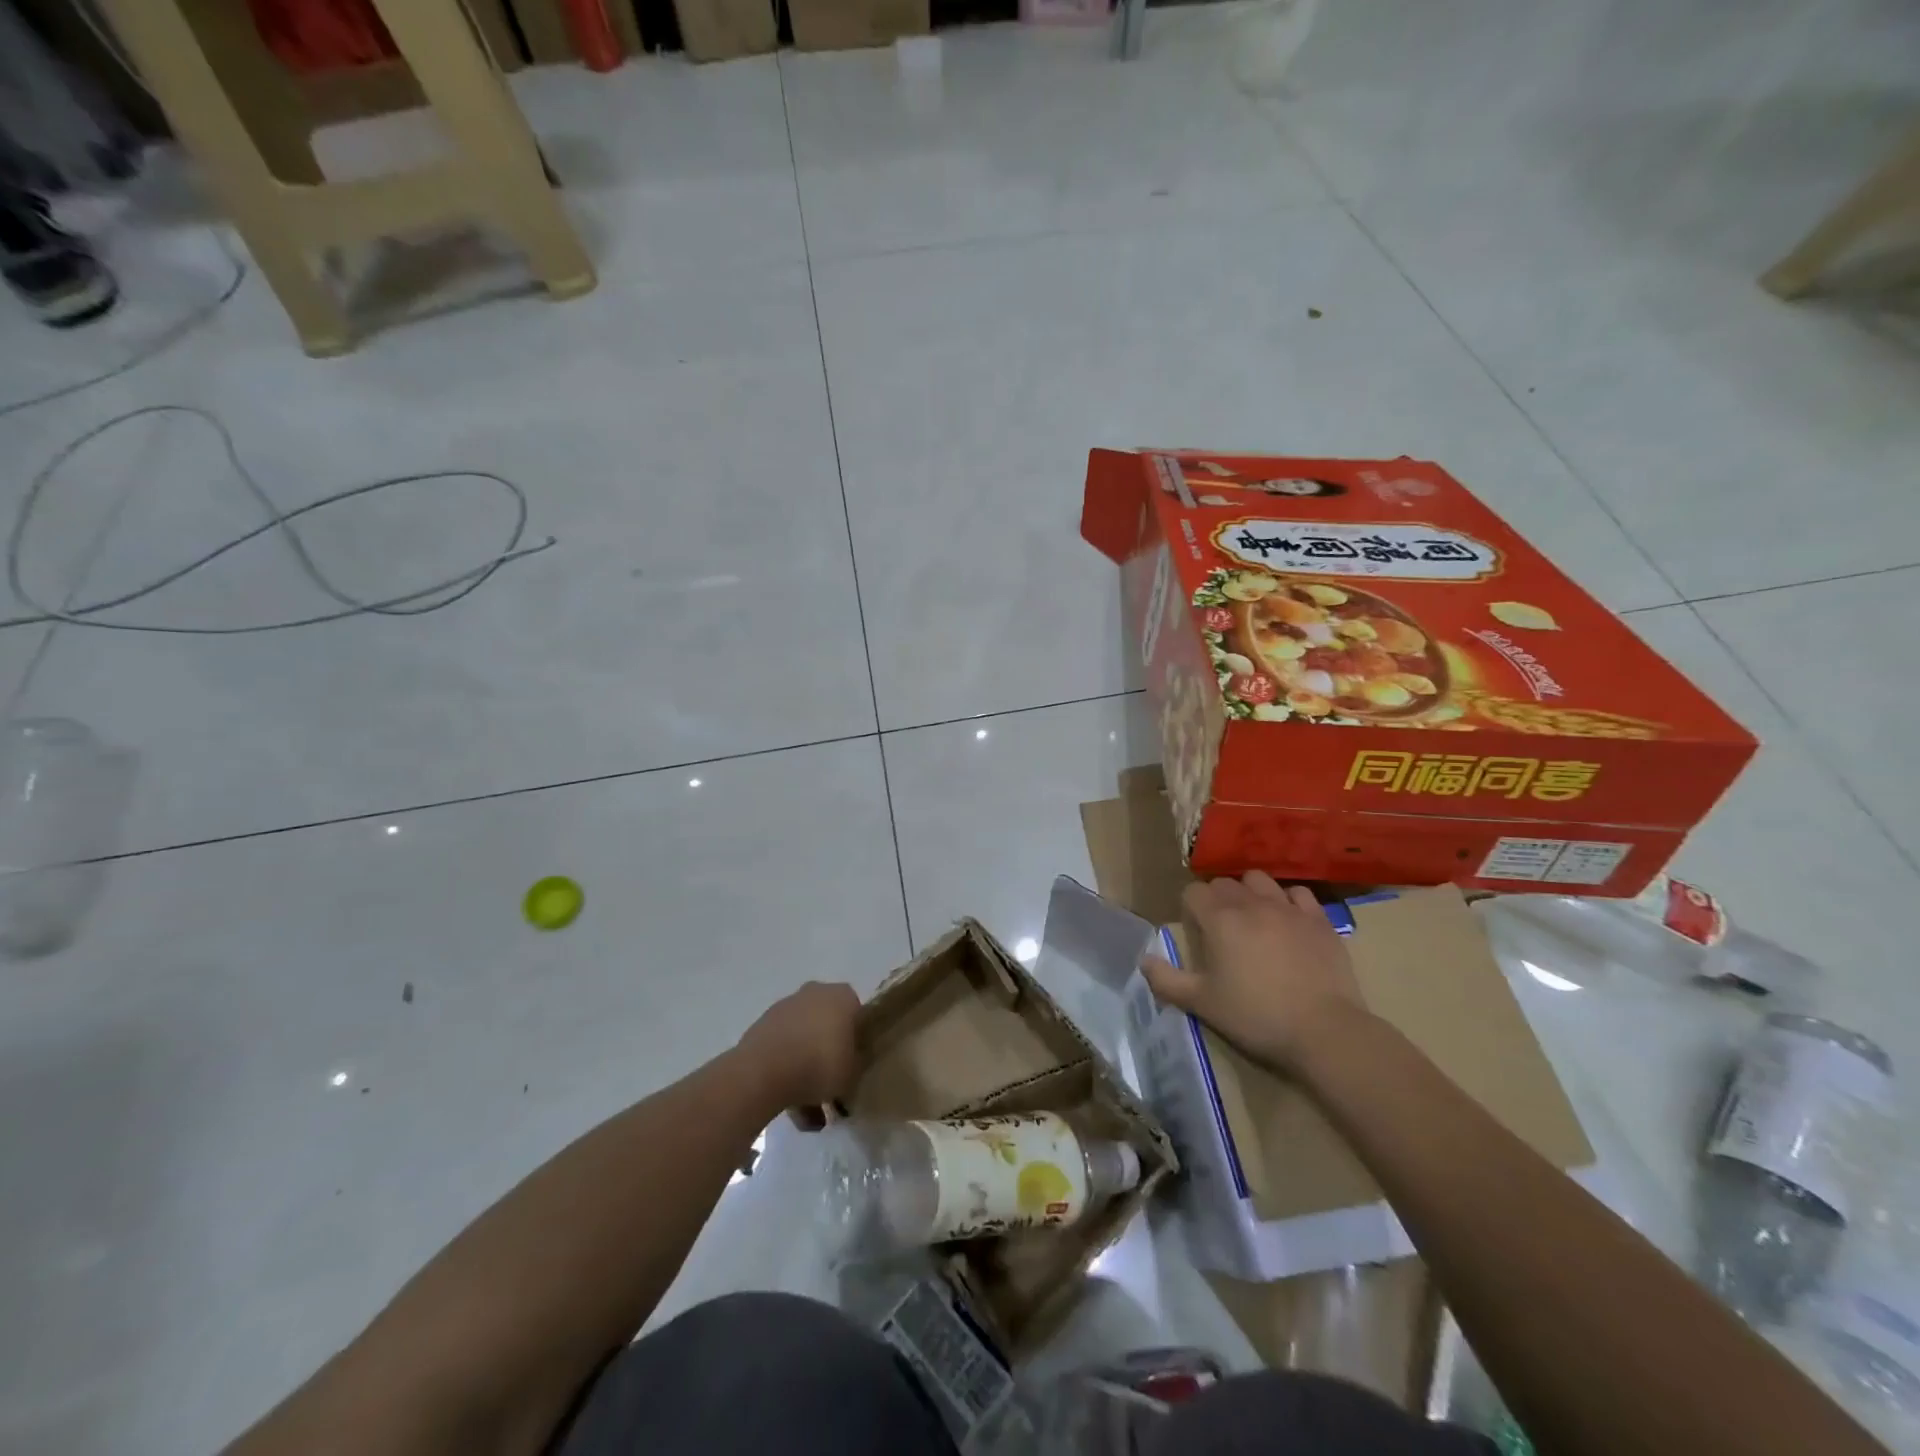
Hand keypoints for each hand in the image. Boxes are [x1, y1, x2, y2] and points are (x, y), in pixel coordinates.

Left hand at [736, 981, 861, 1109]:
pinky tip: (789, 1103)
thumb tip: (852, 1064)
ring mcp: (786, 1007)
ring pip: (803, 1038)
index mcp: (843, 996)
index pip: (858, 1015)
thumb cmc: (820, 1065)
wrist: (764, 1071)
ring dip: (806, 1066)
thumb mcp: (854, 1073)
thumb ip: (857, 1064)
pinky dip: (786, 1070)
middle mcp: (815, 993)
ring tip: (808, 1111)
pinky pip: (782, 1048)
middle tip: (832, 1084)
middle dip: (829, 1053)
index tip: (855, 1064)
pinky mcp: (763, 1025)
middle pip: (828, 1024)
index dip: (857, 1041)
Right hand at [1141, 871, 1366, 1070]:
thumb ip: (1167, 980)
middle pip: (1224, 883)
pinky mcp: (1319, 920)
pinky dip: (1288, 901)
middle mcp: (1251, 903)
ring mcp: (1288, 908)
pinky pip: (1298, 893)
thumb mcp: (1202, 1004)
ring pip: (1259, 880)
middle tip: (1220, 929)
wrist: (1324, 1030)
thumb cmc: (1256, 1016)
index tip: (1195, 930)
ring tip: (1252, 918)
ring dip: (1250, 892)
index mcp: (1219, 919)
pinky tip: (1288, 921)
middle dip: (1216, 898)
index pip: (1192, 891)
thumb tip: (1143, 961)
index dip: (1189, 907)